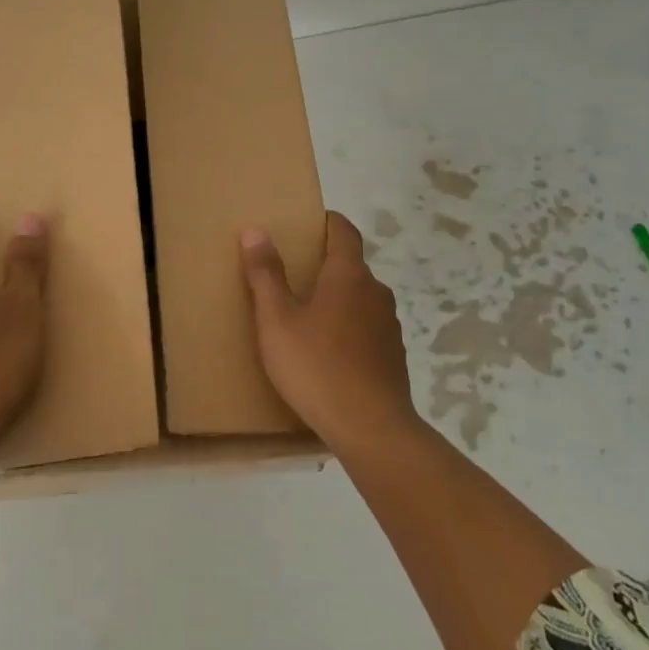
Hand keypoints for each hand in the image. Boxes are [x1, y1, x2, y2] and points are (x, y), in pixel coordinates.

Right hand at [241, 211, 420, 456]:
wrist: (370, 427)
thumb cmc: (316, 366)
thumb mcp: (277, 320)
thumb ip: (266, 275)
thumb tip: (256, 231)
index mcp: (348, 275)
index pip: (344, 231)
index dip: (329, 221)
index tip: (310, 222)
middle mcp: (375, 292)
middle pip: (352, 265)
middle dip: (326, 263)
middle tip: (294, 272)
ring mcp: (388, 325)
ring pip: (360, 298)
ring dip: (338, 298)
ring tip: (308, 314)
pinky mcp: (393, 356)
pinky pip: (367, 328)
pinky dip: (349, 328)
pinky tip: (329, 351)